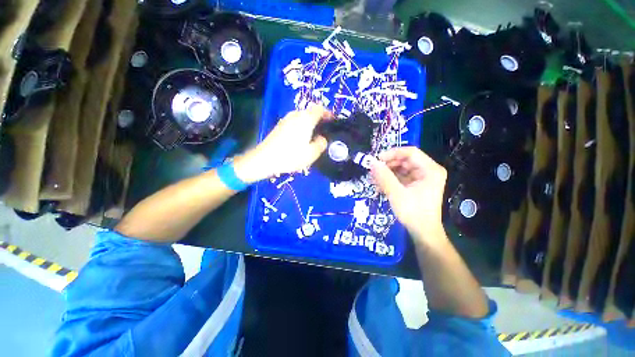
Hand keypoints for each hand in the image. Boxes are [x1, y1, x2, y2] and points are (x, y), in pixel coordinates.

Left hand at [234, 104, 331, 182]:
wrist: (265, 159)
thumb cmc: (290, 156)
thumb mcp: (311, 153)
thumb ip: (321, 144)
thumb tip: (322, 139)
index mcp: (305, 119)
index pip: (319, 109)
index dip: (328, 112)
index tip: (332, 120)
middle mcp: (295, 115)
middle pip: (310, 112)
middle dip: (318, 118)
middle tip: (323, 130)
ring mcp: (286, 119)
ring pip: (301, 117)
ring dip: (309, 123)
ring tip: (313, 135)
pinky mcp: (279, 126)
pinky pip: (294, 122)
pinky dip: (301, 126)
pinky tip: (300, 138)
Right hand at [370, 147, 446, 242]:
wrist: (423, 233)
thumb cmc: (413, 212)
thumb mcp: (396, 193)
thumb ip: (384, 177)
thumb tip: (372, 163)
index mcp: (430, 170)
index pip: (410, 152)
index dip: (392, 153)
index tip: (377, 159)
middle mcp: (428, 171)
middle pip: (405, 160)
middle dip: (388, 165)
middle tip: (373, 170)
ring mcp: (422, 178)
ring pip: (401, 169)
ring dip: (386, 173)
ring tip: (373, 179)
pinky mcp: (416, 185)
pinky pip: (401, 177)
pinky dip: (390, 180)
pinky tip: (379, 185)